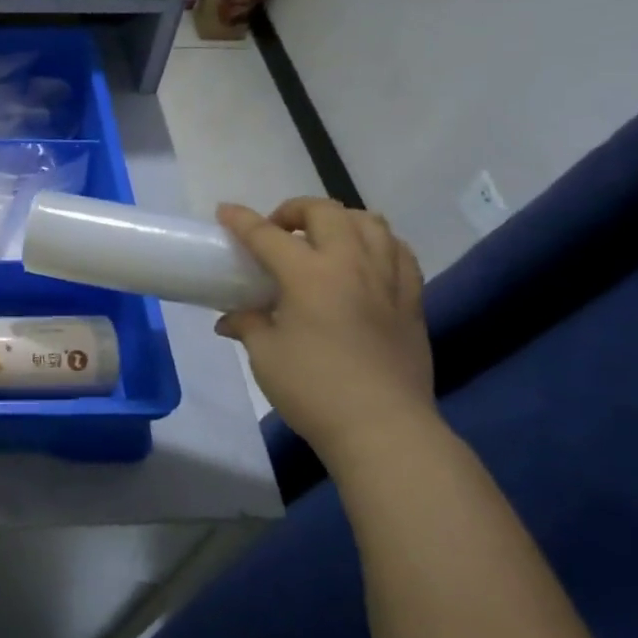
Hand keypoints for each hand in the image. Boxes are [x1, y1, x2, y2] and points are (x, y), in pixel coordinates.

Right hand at [215, 199, 437, 465]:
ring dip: (340, 220)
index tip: (225, 212)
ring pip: (371, 223)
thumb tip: (231, 318)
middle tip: (277, 230)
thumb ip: (249, 325)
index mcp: (309, 274)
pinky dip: (377, 244)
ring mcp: (388, 280)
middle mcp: (352, 264)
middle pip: (326, 213)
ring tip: (322, 239)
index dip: (242, 220)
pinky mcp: (412, 301)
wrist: (382, 427)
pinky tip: (364, 261)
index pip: (268, 235)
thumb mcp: (266, 355)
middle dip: (295, 210)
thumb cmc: (313, 389)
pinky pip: (399, 253)